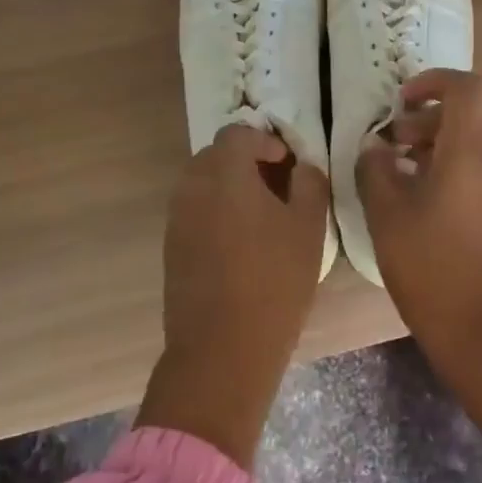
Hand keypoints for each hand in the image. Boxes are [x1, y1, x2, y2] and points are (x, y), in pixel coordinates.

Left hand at [137, 124, 328, 466]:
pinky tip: (240, 243)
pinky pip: (194, 211)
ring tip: (261, 216)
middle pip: (216, 155)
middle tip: (277, 186)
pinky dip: (215, 211)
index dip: (266, 141)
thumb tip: (302, 166)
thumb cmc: (275, 281)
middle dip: (246, 161)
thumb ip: (310, 183)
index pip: (239, 133)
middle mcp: (193, 187)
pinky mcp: (171, 247)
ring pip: (202, 183)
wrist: (223, 348)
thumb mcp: (309, 227)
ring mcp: (177, 218)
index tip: (288, 164)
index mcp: (225, 174)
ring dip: (229, 187)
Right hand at [356, 71, 481, 463]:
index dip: (433, 81)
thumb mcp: (388, 217)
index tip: (401, 101)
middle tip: (392, 139)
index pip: (467, 88)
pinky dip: (453, 166)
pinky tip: (423, 199)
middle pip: (470, 114)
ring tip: (401, 169)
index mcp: (472, 151)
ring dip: (438, 143)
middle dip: (428, 117)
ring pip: (476, 142)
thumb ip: (376, 170)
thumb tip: (375, 145)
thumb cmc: (433, 269)